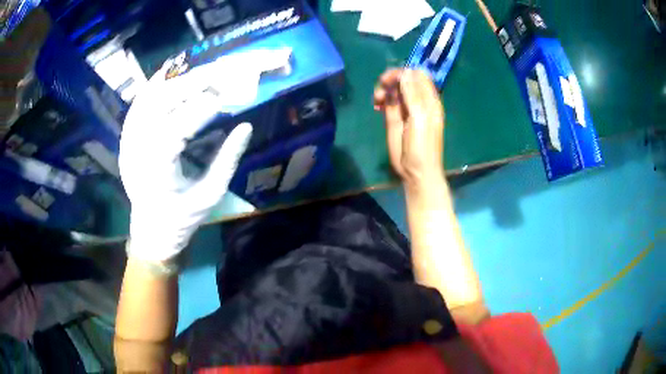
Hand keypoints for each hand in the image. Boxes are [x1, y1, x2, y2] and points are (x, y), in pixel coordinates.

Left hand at [120, 63, 252, 261]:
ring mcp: (128, 142)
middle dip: (190, 85)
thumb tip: (246, 126)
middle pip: (160, 104)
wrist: (150, 231)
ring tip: (200, 72)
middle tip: (218, 73)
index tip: (226, 95)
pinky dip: (155, 86)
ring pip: (148, 99)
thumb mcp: (210, 196)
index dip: (202, 107)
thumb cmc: (181, 219)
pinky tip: (171, 75)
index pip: (177, 128)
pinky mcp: (127, 138)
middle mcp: (137, 151)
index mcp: (157, 171)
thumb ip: (227, 160)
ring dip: (174, 82)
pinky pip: (138, 104)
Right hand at [373, 69, 444, 187]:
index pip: (418, 76)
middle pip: (405, 79)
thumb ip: (412, 95)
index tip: (392, 78)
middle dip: (392, 78)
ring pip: (394, 89)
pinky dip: (381, 98)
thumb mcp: (419, 119)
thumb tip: (405, 72)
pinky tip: (376, 105)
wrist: (415, 171)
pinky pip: (387, 101)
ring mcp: (405, 109)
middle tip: (381, 85)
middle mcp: (418, 101)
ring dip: (384, 89)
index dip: (405, 72)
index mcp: (429, 100)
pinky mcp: (394, 118)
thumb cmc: (422, 147)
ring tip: (377, 99)